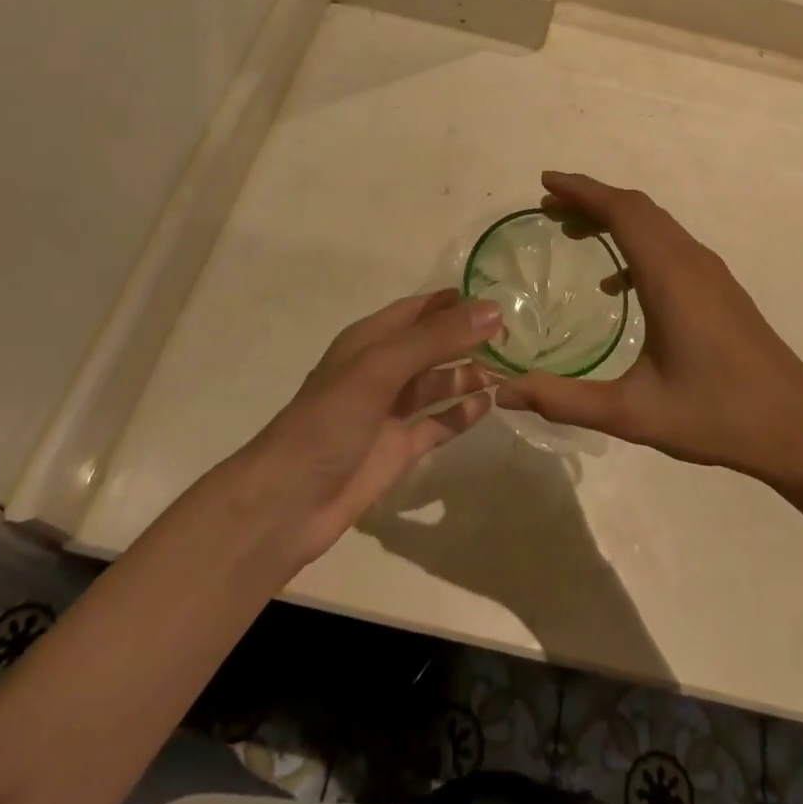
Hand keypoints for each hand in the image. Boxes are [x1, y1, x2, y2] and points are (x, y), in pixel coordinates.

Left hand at [237, 291, 500, 566]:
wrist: (287, 503)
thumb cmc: (330, 421)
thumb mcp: (382, 368)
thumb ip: (437, 338)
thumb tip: (493, 310)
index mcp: (370, 341)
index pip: (420, 310)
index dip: (455, 302)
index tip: (500, 299)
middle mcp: (383, 370)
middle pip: (433, 345)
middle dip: (468, 338)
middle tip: (515, 337)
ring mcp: (391, 411)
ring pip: (439, 382)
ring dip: (469, 374)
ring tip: (510, 370)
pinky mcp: (400, 448)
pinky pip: (439, 422)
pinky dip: (462, 413)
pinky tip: (489, 405)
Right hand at [495, 172, 802, 480]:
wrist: (797, 428)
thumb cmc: (716, 416)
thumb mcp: (633, 414)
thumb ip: (565, 400)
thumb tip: (504, 392)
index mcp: (669, 275)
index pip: (621, 211)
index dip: (581, 190)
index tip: (545, 183)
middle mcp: (691, 261)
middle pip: (637, 208)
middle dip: (591, 199)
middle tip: (549, 207)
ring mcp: (711, 272)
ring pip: (656, 223)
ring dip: (615, 217)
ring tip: (574, 231)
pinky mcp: (721, 287)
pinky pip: (670, 245)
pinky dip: (637, 243)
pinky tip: (617, 283)